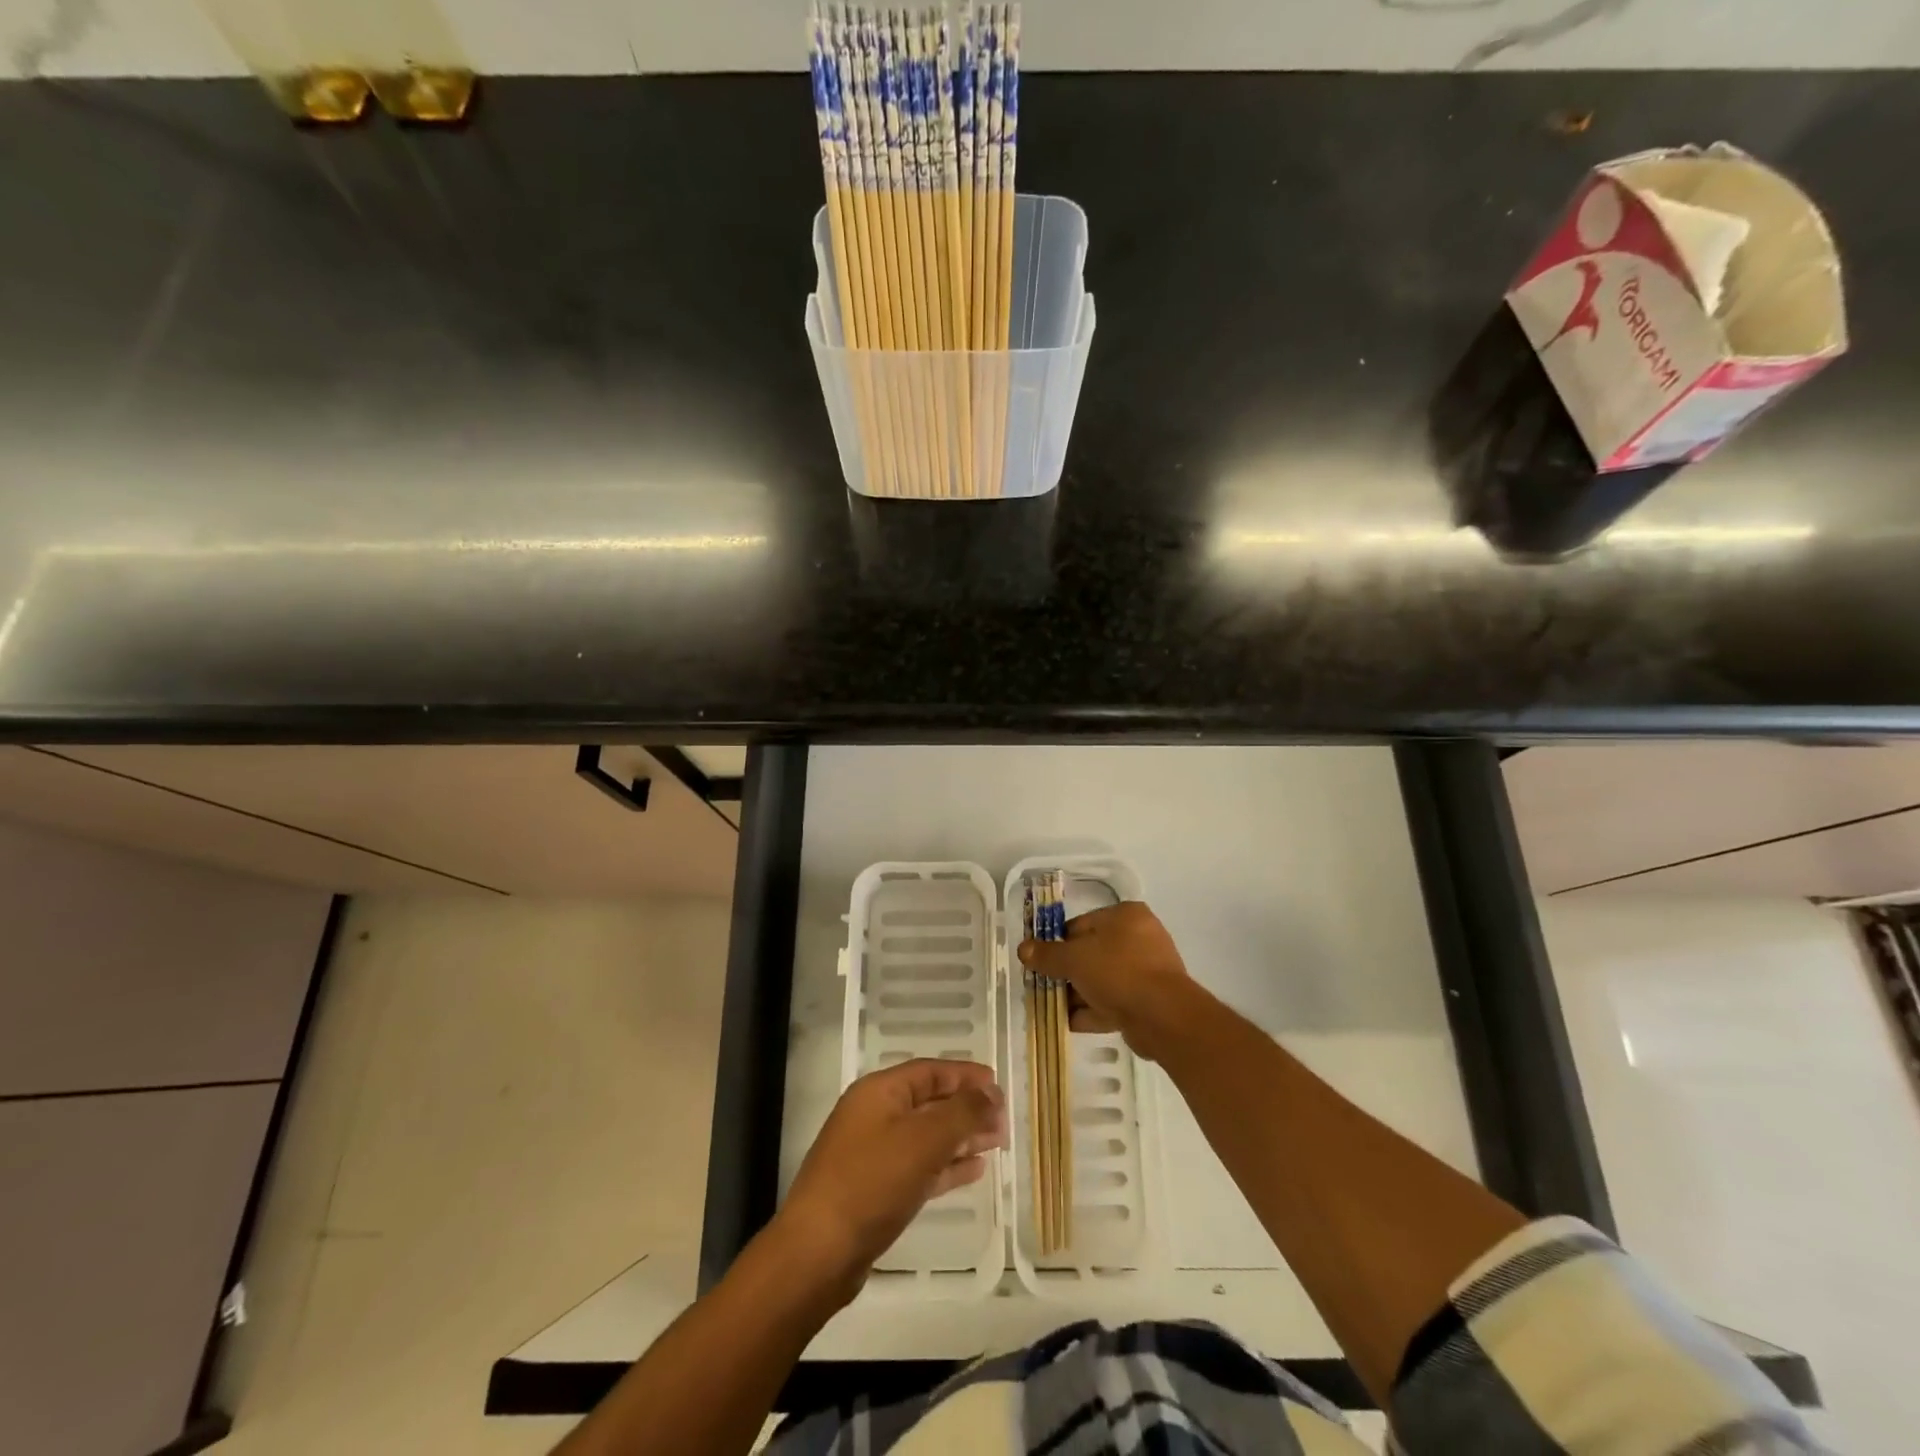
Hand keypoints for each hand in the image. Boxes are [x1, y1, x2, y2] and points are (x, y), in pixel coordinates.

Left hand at [772, 1058, 1005, 1304]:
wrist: (818, 1253)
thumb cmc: (872, 1182)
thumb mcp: (924, 1140)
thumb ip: (962, 1112)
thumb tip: (991, 1093)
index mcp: (880, 1091)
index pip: (930, 1071)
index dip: (965, 1075)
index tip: (998, 1085)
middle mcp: (874, 1115)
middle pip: (929, 1101)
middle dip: (967, 1108)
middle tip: (1003, 1120)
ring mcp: (872, 1153)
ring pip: (926, 1136)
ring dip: (961, 1137)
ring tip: (997, 1143)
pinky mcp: (875, 1189)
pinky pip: (918, 1166)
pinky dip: (946, 1165)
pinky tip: (973, 1170)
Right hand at [1018, 901, 1198, 1060]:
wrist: (1162, 1016)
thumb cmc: (1117, 972)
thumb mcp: (1074, 959)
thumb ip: (1047, 955)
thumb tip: (1023, 949)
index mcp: (1125, 916)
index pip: (1081, 925)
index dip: (1057, 943)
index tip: (1041, 961)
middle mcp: (1139, 938)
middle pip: (1092, 953)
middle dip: (1068, 973)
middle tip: (1045, 986)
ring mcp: (1147, 970)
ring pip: (1103, 979)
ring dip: (1079, 994)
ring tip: (1053, 1008)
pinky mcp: (1149, 1000)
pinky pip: (1115, 1000)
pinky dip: (1094, 1010)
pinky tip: (1071, 1022)